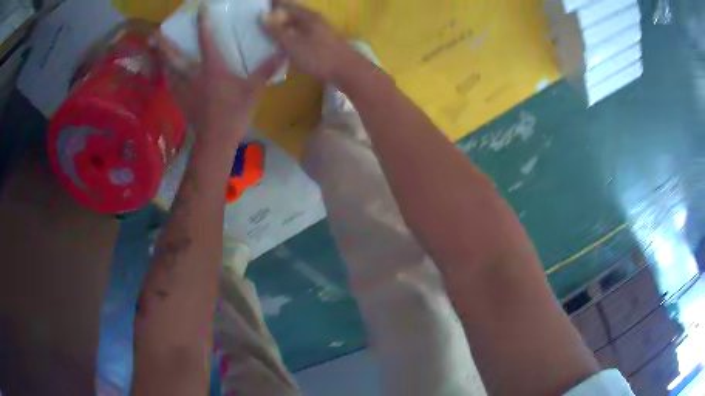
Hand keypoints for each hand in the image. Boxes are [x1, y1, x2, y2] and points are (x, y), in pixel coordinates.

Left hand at [157, 8, 284, 143]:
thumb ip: (267, 68)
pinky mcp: (180, 100)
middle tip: (153, 34)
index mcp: (212, 68)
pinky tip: (165, 71)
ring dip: (161, 58)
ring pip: (167, 70)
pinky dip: (166, 74)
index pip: (205, 40)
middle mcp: (193, 74)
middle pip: (173, 56)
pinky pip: (170, 83)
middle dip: (163, 44)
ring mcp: (184, 88)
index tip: (200, 9)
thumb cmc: (235, 113)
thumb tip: (284, 50)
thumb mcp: (254, 89)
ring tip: (155, 49)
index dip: (203, 23)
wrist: (216, 141)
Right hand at [261, 2, 357, 82]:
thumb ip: (276, 29)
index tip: (255, 9)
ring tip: (263, 35)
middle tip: (255, 24)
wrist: (348, 71)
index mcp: (307, 15)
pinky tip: (281, 47)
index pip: (285, 3)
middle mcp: (314, 19)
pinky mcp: (321, 43)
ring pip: (295, 25)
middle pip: (290, 14)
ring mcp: (319, 31)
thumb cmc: (318, 56)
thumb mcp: (292, 43)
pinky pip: (300, 35)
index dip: (271, 4)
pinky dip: (289, 38)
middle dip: (273, 17)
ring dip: (281, 28)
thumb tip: (261, 15)